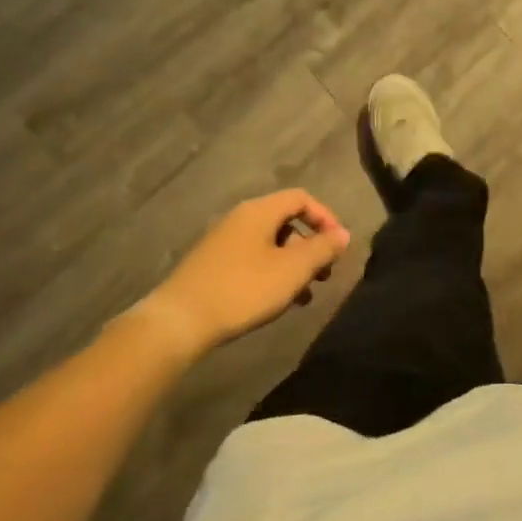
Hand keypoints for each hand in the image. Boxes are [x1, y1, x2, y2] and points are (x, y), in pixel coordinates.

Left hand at [141, 190, 351, 358]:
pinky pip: (252, 259)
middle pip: (286, 221)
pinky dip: (272, 273)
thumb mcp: (293, 270)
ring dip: (293, 264)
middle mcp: (240, 218)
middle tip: (324, 273)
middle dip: (311, 246)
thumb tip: (343, 234)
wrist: (179, 322)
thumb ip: (323, 249)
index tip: (338, 246)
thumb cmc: (243, 289)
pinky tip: (276, 301)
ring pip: (270, 244)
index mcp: (260, 211)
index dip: (326, 218)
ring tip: (305, 294)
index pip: (302, 198)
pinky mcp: (211, 265)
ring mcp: (223, 241)